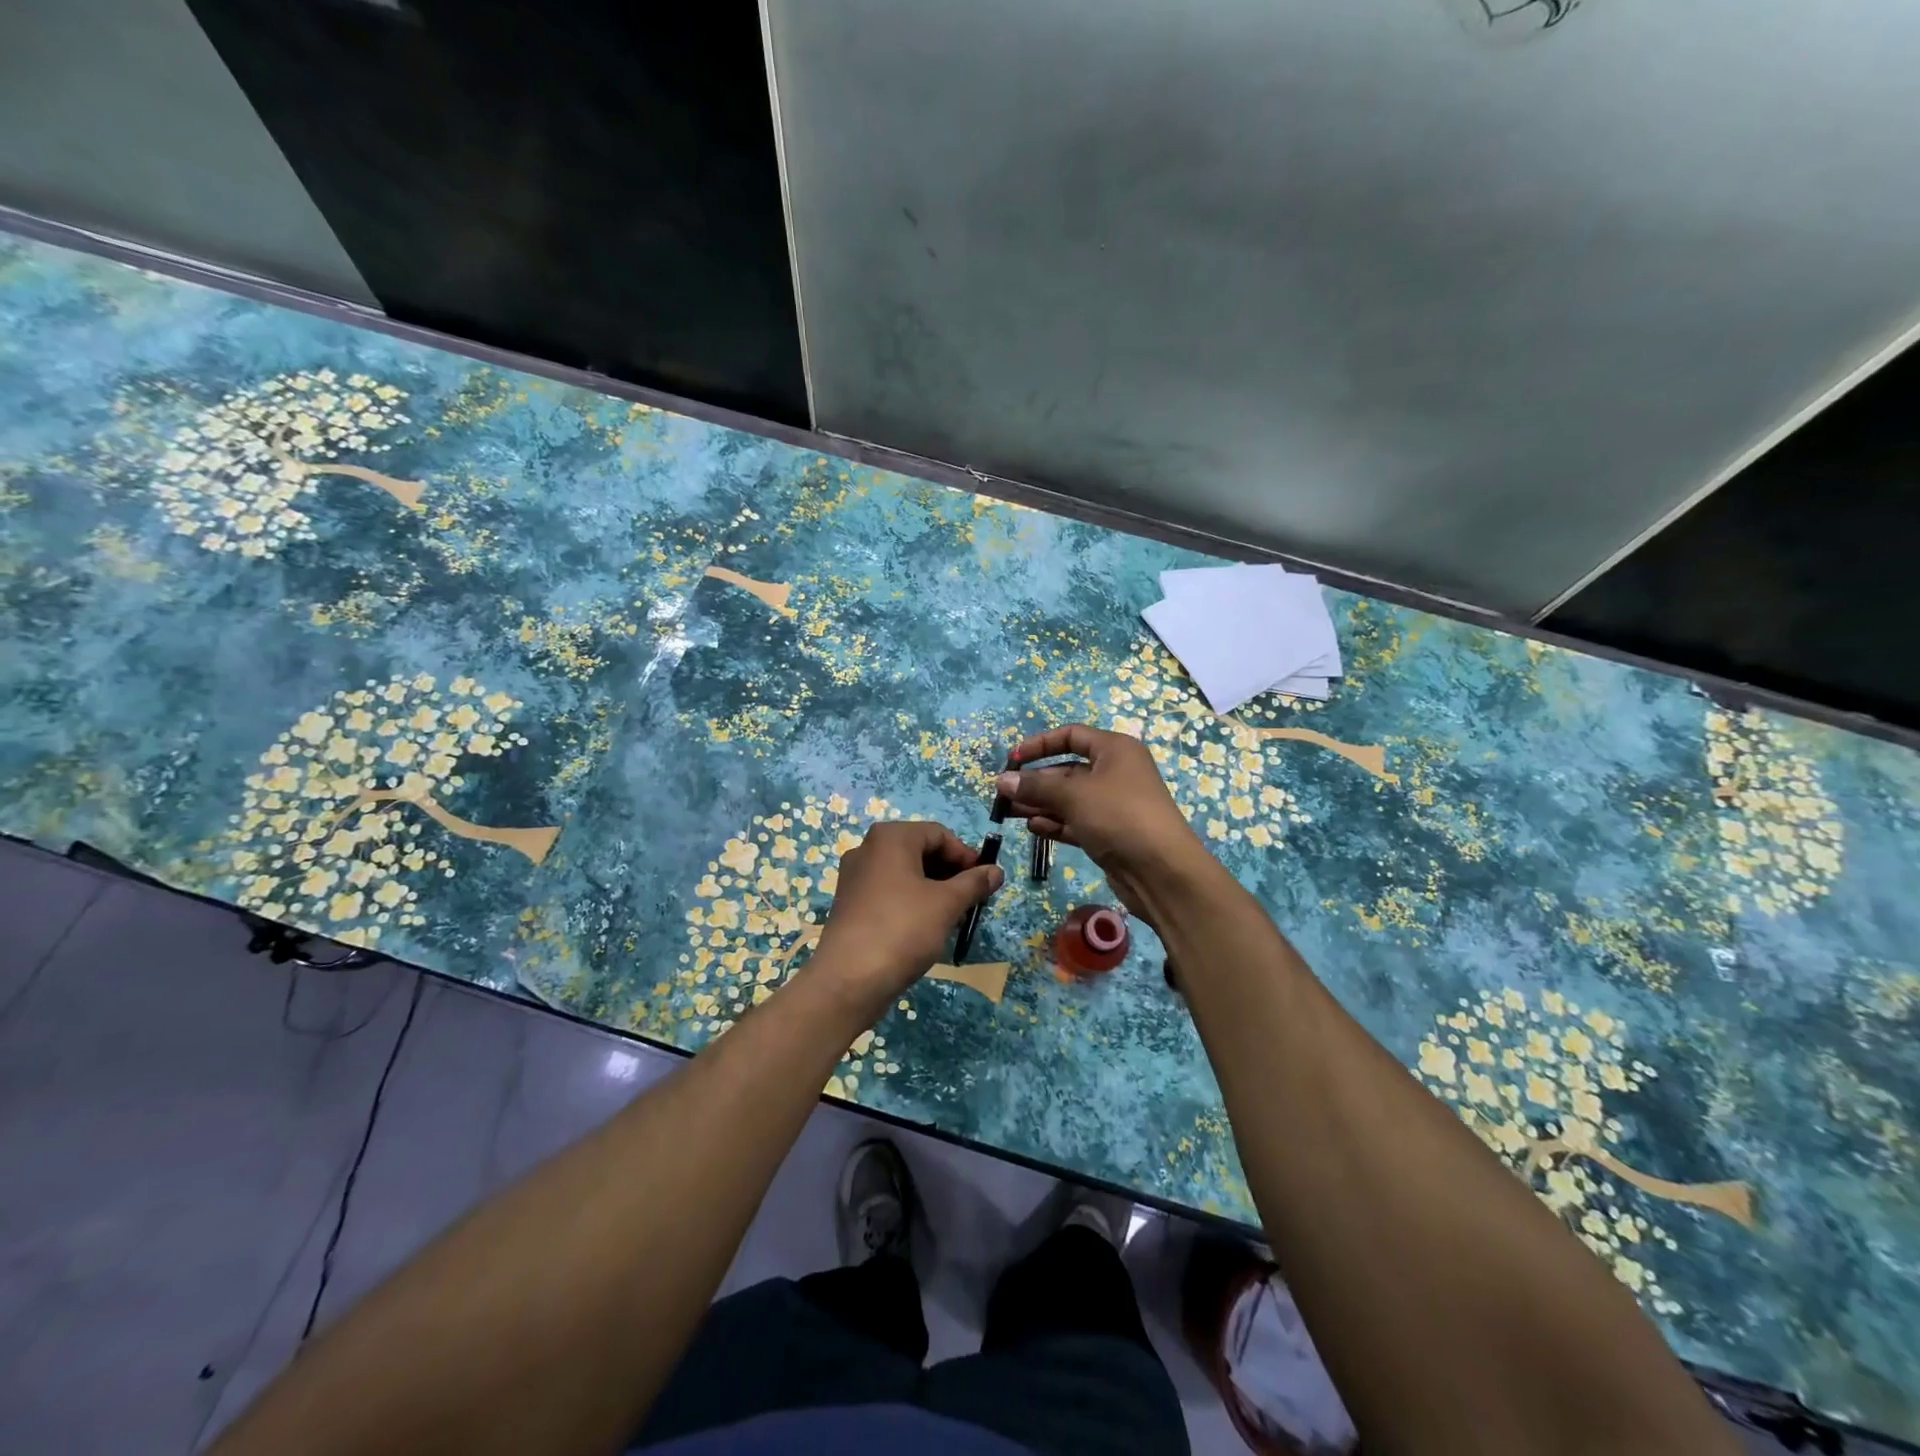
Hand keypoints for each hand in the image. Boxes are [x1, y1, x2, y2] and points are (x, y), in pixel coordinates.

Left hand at [809, 820, 1003, 1011]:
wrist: (849, 979)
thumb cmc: (903, 929)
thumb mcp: (947, 904)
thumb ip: (974, 883)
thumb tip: (996, 871)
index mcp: (890, 838)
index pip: (939, 834)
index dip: (966, 856)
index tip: (985, 881)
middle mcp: (868, 849)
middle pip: (921, 851)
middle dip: (951, 874)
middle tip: (972, 901)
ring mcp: (855, 877)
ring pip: (906, 873)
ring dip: (934, 890)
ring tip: (954, 917)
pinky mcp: (850, 903)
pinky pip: (889, 892)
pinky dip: (912, 902)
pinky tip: (927, 928)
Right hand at [997, 724, 1210, 922]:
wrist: (1162, 871)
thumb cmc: (1119, 816)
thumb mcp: (1073, 795)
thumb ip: (1035, 786)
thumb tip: (1001, 781)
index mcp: (1115, 750)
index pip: (1072, 736)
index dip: (1040, 744)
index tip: (1013, 760)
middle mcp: (1115, 772)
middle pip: (1067, 770)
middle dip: (1035, 781)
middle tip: (1003, 795)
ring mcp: (1113, 805)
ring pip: (1069, 799)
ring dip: (1040, 804)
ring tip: (1009, 813)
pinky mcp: (1110, 833)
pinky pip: (1076, 821)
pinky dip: (1055, 823)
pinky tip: (1032, 828)